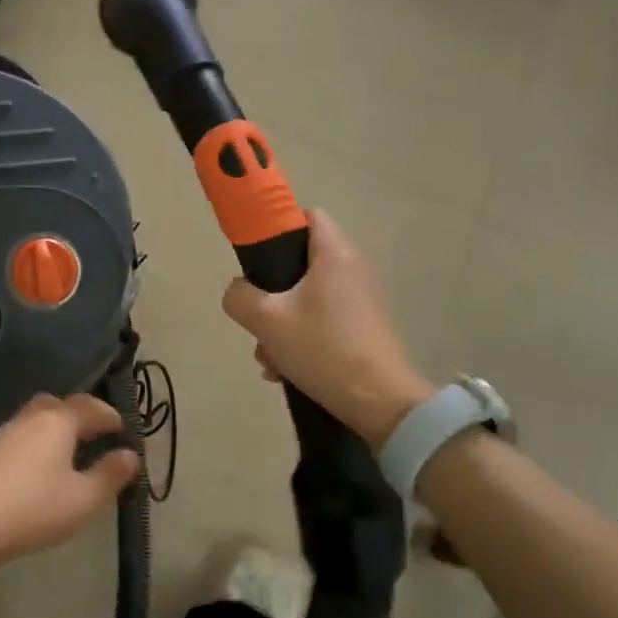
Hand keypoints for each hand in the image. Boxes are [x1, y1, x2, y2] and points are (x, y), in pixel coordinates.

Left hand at [0, 394, 138, 569]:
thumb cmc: (34, 509)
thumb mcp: (84, 499)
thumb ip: (110, 475)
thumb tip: (130, 455)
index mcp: (58, 421)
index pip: (90, 406)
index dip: (110, 415)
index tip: (123, 429)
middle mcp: (30, 418)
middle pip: (59, 405)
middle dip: (80, 415)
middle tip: (96, 435)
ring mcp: (4, 433)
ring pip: (37, 419)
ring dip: (56, 429)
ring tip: (70, 453)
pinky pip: (21, 436)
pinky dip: (37, 442)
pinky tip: (39, 468)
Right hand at [221, 209, 434, 448]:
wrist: (379, 401)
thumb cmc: (322, 349)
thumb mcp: (265, 320)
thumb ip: (239, 296)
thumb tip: (239, 290)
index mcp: (334, 255)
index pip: (306, 216)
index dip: (276, 227)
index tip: (254, 256)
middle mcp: (352, 270)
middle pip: (300, 263)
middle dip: (270, 290)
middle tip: (256, 313)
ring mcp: (360, 301)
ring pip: (305, 298)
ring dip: (279, 323)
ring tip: (268, 355)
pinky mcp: (362, 328)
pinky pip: (320, 322)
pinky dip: (299, 339)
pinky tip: (284, 370)